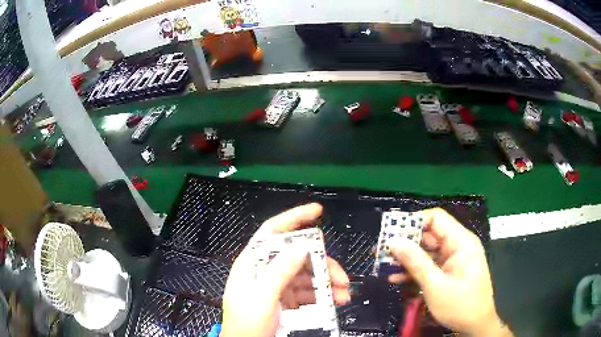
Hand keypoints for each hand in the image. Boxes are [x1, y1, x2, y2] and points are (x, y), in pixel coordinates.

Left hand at [221, 203, 350, 336]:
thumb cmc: (247, 324)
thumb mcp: (262, 298)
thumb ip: (279, 272)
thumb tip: (300, 248)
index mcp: (252, 264)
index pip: (272, 233)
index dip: (294, 218)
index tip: (316, 211)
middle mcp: (265, 271)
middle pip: (298, 256)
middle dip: (323, 264)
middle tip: (340, 277)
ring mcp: (277, 286)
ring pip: (307, 274)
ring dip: (327, 282)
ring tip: (343, 293)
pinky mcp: (286, 299)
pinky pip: (308, 290)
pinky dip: (323, 294)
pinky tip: (335, 300)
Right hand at [388, 208, 511, 336]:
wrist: (475, 326)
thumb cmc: (460, 305)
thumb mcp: (435, 285)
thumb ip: (415, 262)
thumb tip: (393, 242)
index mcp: (460, 242)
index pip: (436, 219)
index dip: (413, 222)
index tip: (391, 232)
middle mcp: (457, 246)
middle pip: (429, 235)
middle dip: (405, 243)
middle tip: (382, 252)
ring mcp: (452, 260)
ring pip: (426, 252)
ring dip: (407, 259)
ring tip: (384, 266)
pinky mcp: (448, 272)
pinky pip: (429, 266)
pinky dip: (414, 271)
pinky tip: (397, 278)